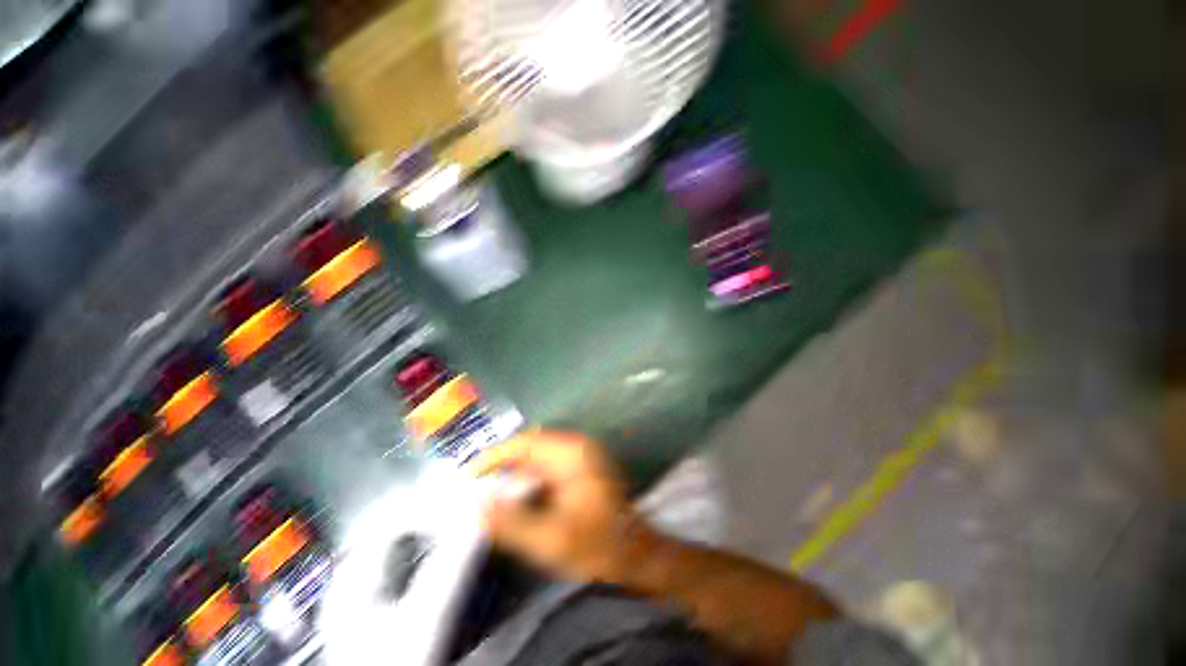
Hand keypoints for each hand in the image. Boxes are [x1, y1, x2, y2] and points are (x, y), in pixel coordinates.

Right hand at [467, 431, 659, 583]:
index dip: (495, 456)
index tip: (469, 475)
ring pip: (537, 457)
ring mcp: (580, 456)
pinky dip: (528, 480)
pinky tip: (515, 498)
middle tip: (474, 485)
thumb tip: (477, 507)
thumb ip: (512, 523)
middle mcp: (576, 447)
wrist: (636, 555)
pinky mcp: (580, 469)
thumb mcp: (551, 540)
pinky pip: (547, 467)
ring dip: (514, 472)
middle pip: (530, 447)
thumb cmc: (598, 546)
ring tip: (488, 491)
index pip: (525, 443)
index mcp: (571, 453)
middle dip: (502, 464)